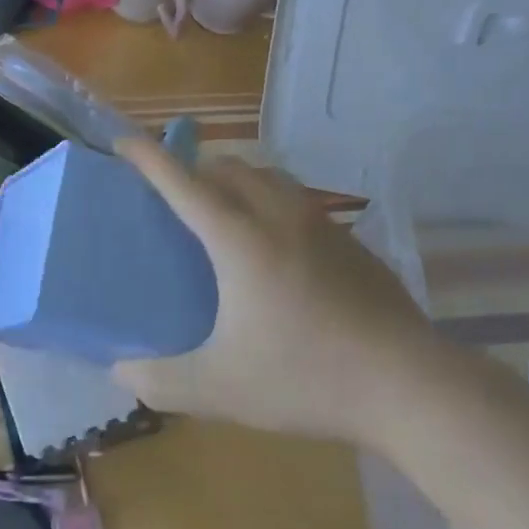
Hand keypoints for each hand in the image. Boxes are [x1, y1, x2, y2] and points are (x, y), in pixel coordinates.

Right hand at [113, 138, 443, 445]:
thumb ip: (160, 380)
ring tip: (224, 210)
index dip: (149, 158)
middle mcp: (280, 218)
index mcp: (240, 240)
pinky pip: (300, 202)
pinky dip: (273, 203)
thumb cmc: (305, 377)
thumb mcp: (219, 389)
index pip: (184, 183)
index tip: (124, 139)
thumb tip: (121, 372)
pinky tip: (278, 247)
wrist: (407, 383)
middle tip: (174, 192)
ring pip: (270, 178)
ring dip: (237, 180)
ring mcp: (323, 226)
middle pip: (230, 168)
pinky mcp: (352, 244)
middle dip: (195, 167)